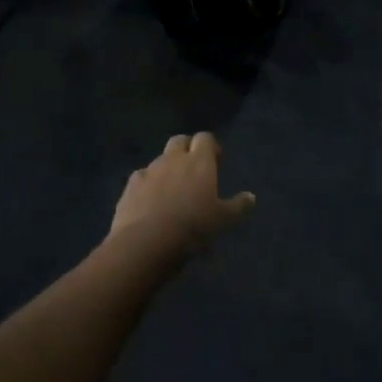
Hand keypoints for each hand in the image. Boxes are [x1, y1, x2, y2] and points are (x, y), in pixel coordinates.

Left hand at [111, 133, 255, 252]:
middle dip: (187, 149)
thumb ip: (238, 206)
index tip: (216, 161)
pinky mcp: (129, 187)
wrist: (146, 243)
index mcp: (199, 162)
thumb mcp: (223, 220)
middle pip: (179, 141)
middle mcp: (173, 159)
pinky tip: (150, 201)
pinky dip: (148, 184)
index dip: (211, 147)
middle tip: (194, 169)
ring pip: (159, 159)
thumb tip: (251, 197)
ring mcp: (149, 171)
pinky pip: (141, 178)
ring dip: (167, 168)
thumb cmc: (193, 227)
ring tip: (172, 189)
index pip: (205, 138)